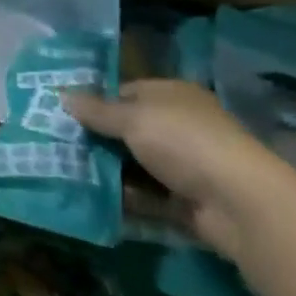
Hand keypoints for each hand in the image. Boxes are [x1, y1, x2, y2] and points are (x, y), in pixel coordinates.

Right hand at [62, 79, 295, 257]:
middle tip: (56, 146)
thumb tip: (61, 94)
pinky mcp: (185, 201)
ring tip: (65, 174)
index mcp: (171, 96)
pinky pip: (146, 197)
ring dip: (107, 171)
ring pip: (134, 165)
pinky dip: (124, 199)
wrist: (239, 203)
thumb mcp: (133, 118)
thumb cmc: (184, 142)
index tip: (61, 114)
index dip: (95, 101)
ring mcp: (184, 165)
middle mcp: (179, 126)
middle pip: (128, 130)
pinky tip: (92, 200)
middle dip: (96, 139)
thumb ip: (97, 110)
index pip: (126, 92)